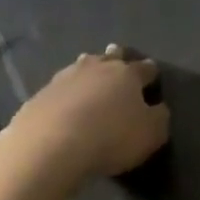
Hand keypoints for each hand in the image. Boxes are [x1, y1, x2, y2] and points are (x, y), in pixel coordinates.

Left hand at [0, 45, 169, 189]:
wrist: (51, 144)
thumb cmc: (111, 137)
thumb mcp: (151, 134)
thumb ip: (159, 118)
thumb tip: (158, 108)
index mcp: (127, 74)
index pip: (144, 68)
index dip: (151, 71)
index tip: (153, 73)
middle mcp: (96, 68)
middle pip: (110, 58)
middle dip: (116, 57)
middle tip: (117, 55)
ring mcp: (65, 78)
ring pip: (81, 66)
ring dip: (88, 69)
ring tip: (89, 71)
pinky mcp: (40, 94)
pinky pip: (59, 88)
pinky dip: (66, 92)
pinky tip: (64, 101)